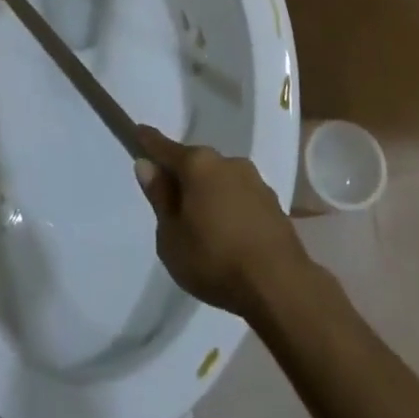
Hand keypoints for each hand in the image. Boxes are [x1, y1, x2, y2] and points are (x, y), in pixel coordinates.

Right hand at [134, 125, 315, 320]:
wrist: (281, 286)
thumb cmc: (215, 260)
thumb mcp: (171, 237)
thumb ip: (160, 198)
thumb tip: (148, 166)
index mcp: (197, 165)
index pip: (164, 147)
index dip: (148, 141)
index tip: (138, 131)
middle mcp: (226, 162)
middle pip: (195, 163)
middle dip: (183, 177)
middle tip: (173, 204)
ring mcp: (254, 180)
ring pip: (220, 179)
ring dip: (209, 193)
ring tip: (204, 228)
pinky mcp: (273, 202)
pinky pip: (240, 197)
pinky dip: (230, 208)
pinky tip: (230, 235)